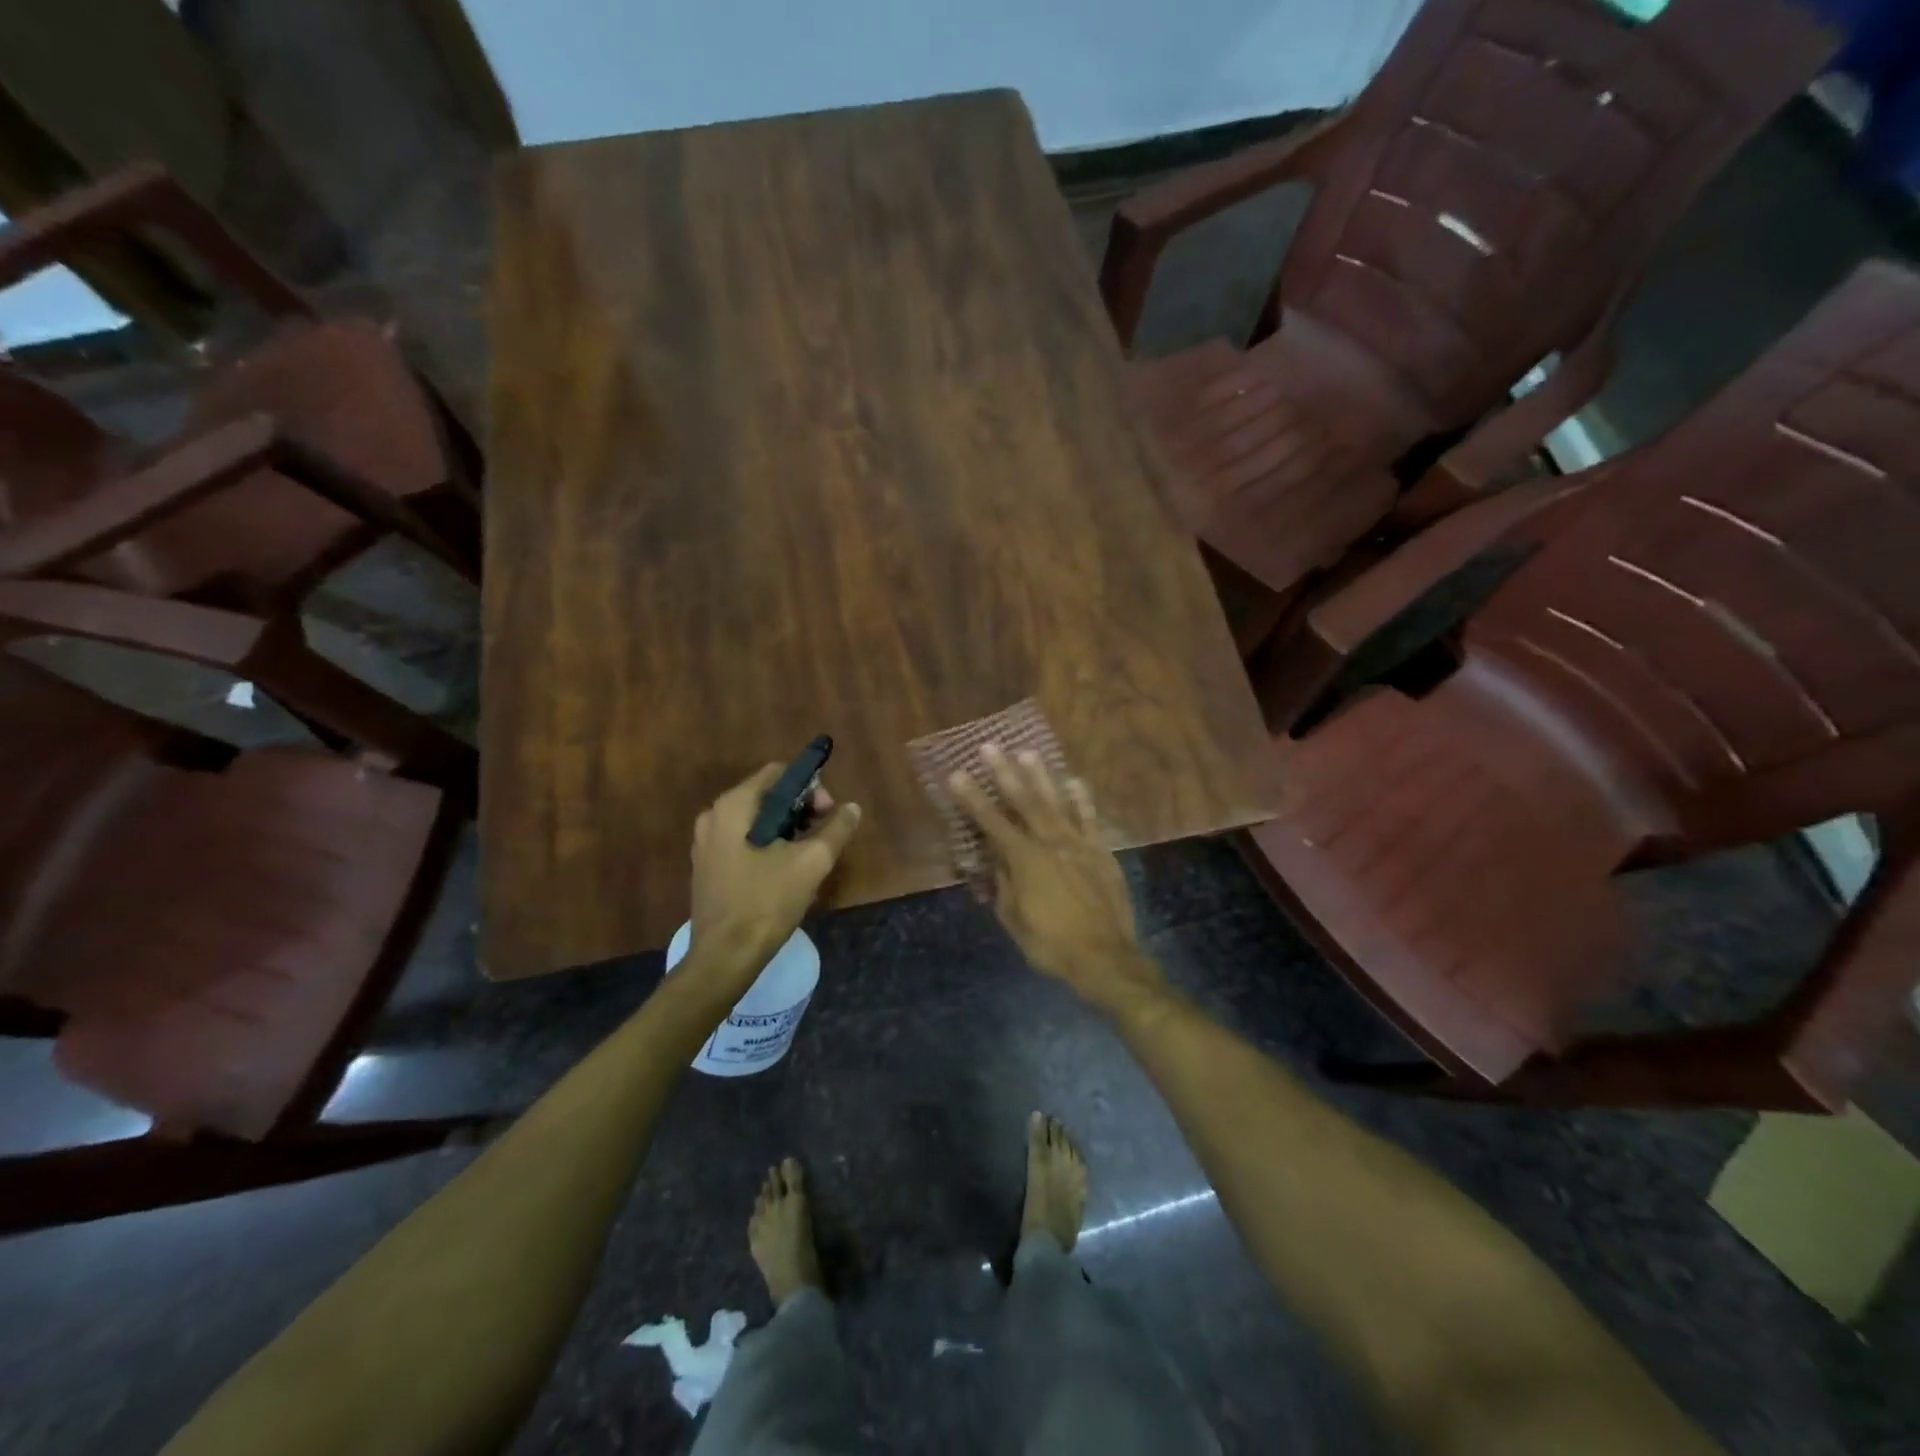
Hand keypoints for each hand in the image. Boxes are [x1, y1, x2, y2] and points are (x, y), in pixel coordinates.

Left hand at [689, 764, 861, 977]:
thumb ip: (836, 829)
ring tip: (809, 856)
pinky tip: (786, 871)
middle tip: (824, 835)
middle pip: (767, 796)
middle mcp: (713, 816)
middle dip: (801, 809)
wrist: (724, 958)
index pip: (778, 773)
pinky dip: (768, 845)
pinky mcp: (708, 867)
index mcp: (733, 806)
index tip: (829, 813)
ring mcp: (706, 843)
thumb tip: (853, 808)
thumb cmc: (766, 903)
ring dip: (787, 829)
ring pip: (756, 820)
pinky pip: (744, 841)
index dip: (810, 787)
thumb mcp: (811, 863)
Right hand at [948, 745, 1163, 1013]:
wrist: (1106, 958)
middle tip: (990, 747)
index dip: (973, 798)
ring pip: (1057, 803)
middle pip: (1025, 802)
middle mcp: (1051, 843)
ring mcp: (1079, 845)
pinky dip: (1081, 799)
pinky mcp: (1101, 852)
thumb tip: (994, 857)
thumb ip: (1003, 882)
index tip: (957, 774)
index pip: (992, 823)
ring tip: (1028, 752)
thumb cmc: (1051, 944)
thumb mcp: (1014, 919)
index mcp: (1025, 861)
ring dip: (1041, 776)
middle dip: (1005, 773)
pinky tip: (1074, 780)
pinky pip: (1090, 819)